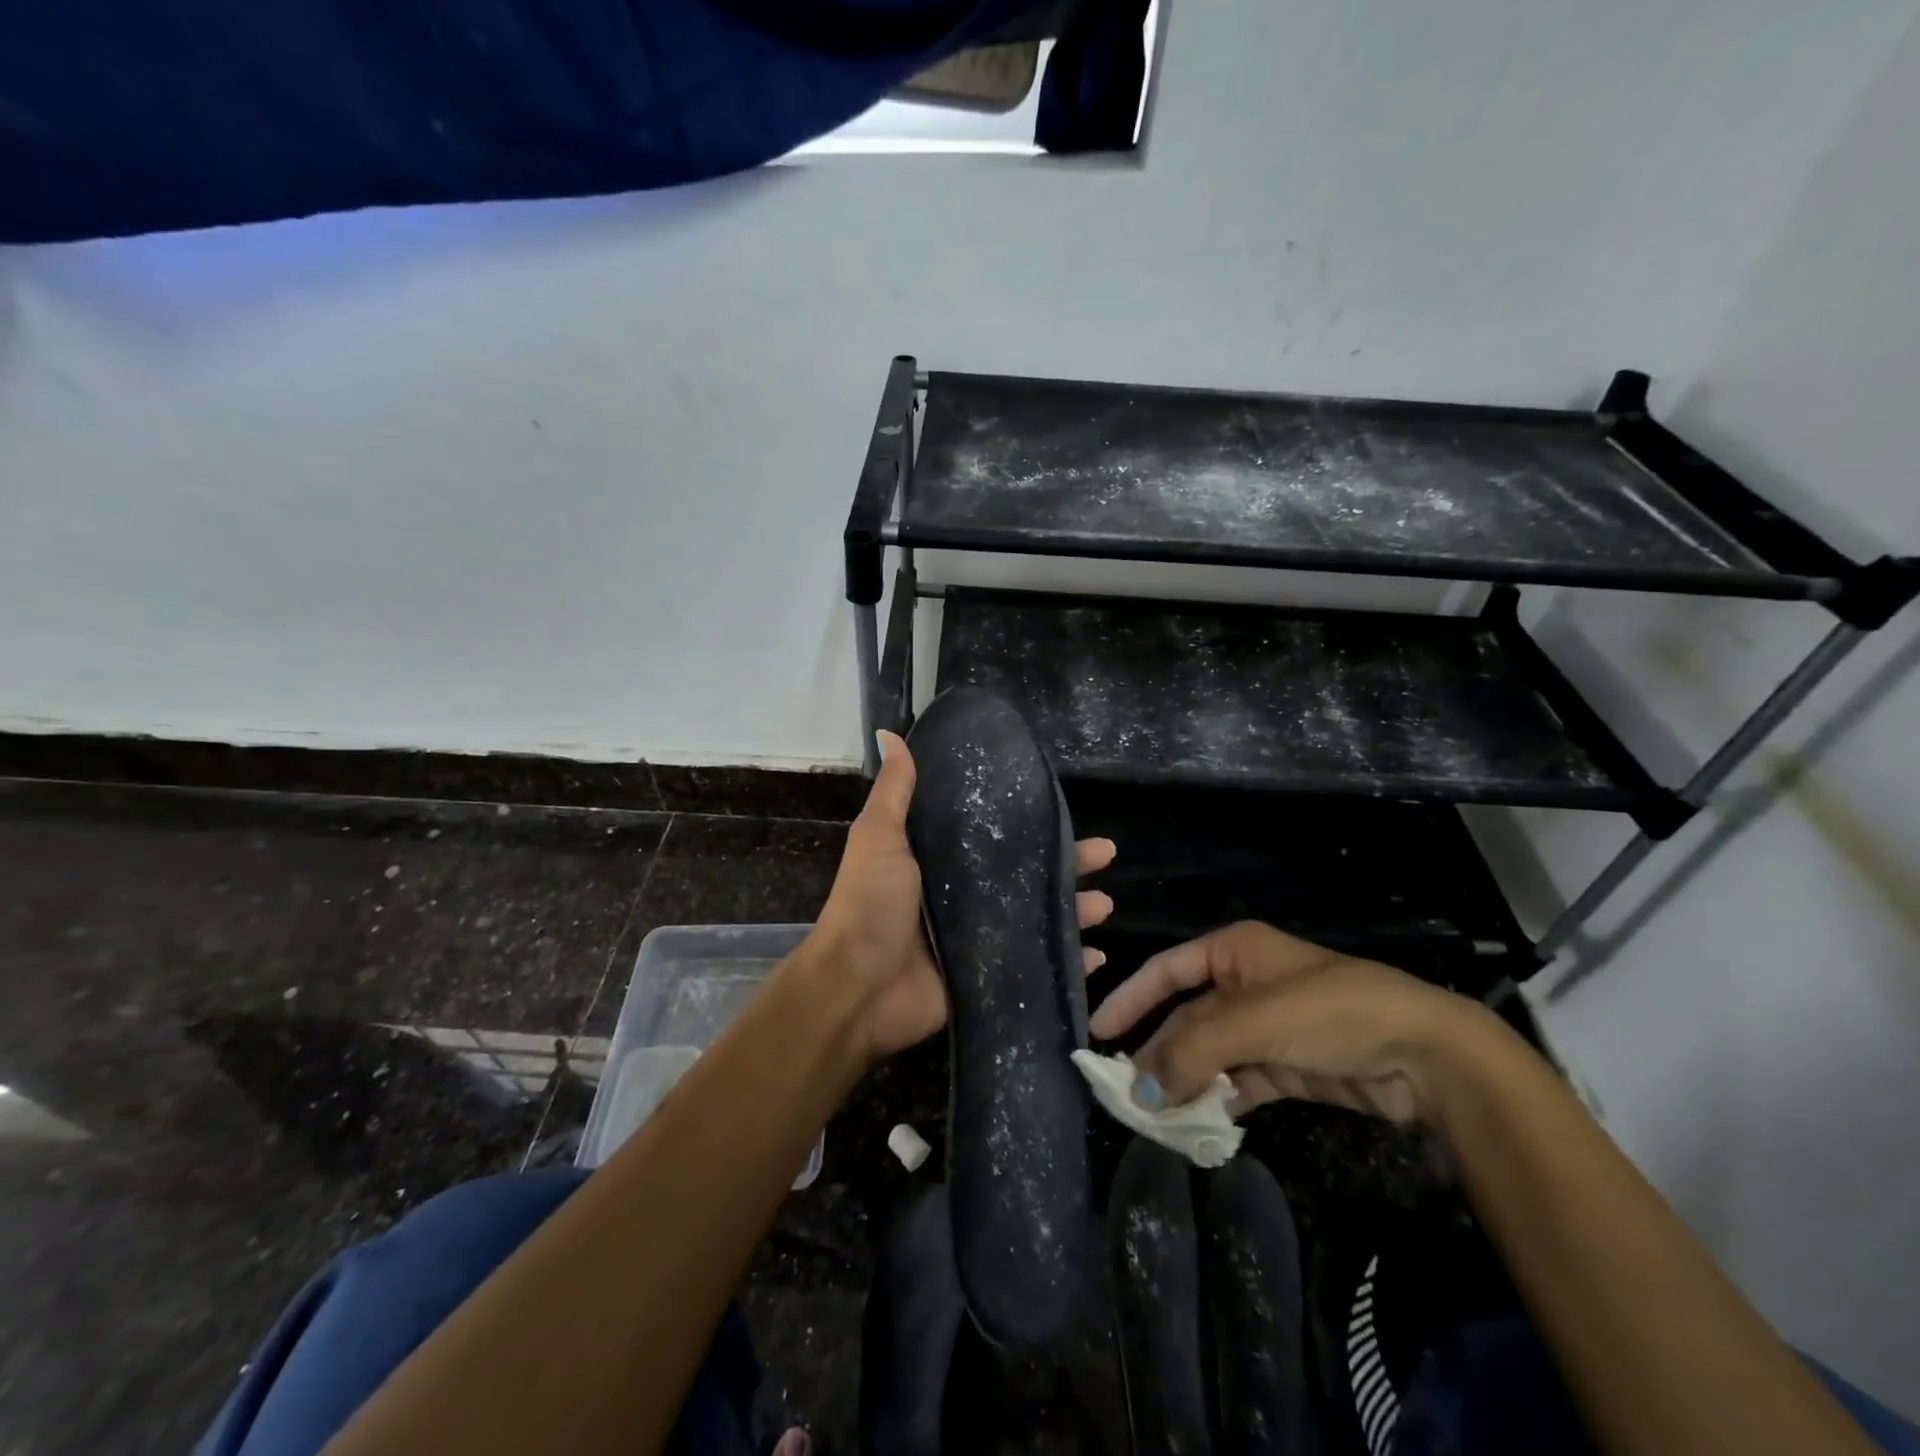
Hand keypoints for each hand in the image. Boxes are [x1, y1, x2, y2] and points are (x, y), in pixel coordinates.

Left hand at [808, 730, 1116, 1062]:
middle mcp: (962, 896)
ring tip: (1108, 903)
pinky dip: (1067, 961)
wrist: (857, 987)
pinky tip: (1097, 955)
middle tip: (1107, 853)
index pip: (994, 836)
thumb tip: (891, 733)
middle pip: (1025, 876)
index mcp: (939, 862)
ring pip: (1037, 918)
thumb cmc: (870, 905)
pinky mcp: (986, 976)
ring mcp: (977, 938)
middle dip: (1067, 865)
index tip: (1064, 809)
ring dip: (1073, 910)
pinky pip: (1034, 964)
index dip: (1030, 824)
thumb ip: (895, 791)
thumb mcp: (879, 837)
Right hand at [1088, 920, 1486, 1123]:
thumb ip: (1192, 1050)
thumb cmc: (1331, 1012)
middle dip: (1159, 1051)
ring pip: (1210, 1053)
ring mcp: (1268, 1027)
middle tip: (1125, 1091)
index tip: (1098, 1031)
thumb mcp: (1255, 1022)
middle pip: (1187, 1017)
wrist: (1427, 1056)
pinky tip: (1196, 1122)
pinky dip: (1217, 1099)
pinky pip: (1237, 1081)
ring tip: (1154, 1115)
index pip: (1167, 970)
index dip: (1131, 998)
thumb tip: (1140, 1090)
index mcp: (1234, 951)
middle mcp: (1246, 983)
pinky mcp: (1288, 1067)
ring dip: (1185, 1081)